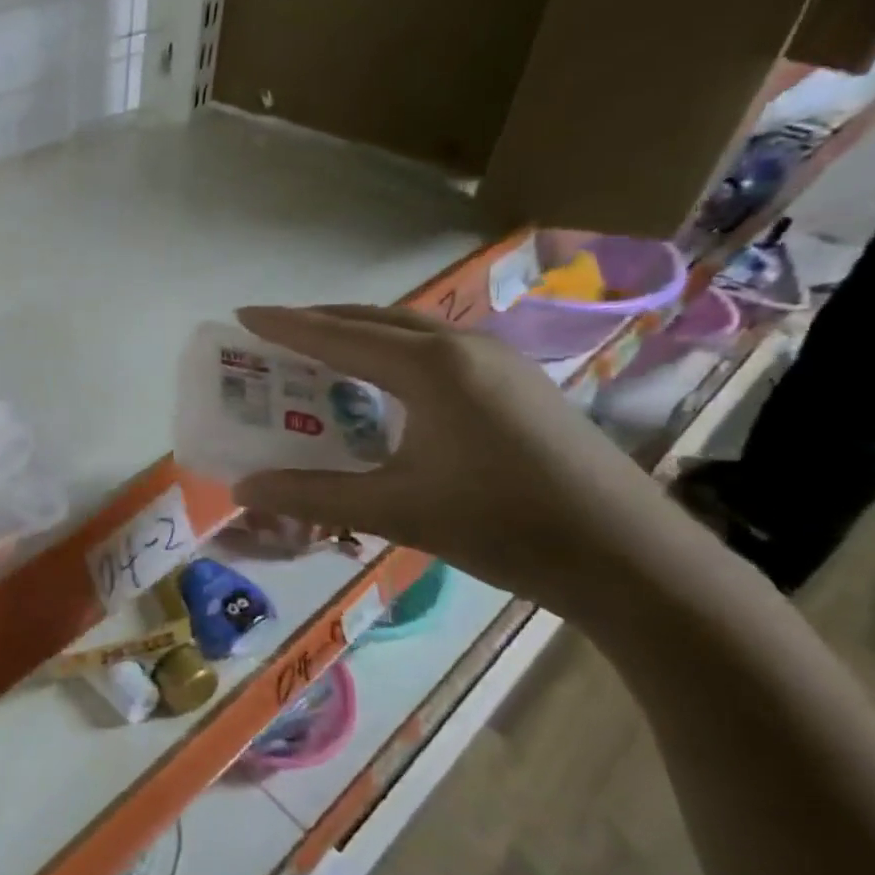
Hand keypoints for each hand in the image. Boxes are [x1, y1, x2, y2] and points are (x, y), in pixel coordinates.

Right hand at [230, 305, 688, 608]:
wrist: (633, 559)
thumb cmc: (505, 526)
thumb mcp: (396, 510)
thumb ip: (312, 494)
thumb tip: (242, 489)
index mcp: (431, 367)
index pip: (338, 335)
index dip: (286, 326)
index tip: (242, 315)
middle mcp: (463, 348)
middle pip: (373, 320)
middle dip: (318, 322)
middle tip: (271, 335)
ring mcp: (498, 362)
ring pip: (408, 332)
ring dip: (357, 335)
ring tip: (316, 353)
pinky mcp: (518, 384)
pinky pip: (435, 351)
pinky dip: (391, 354)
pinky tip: (382, 386)